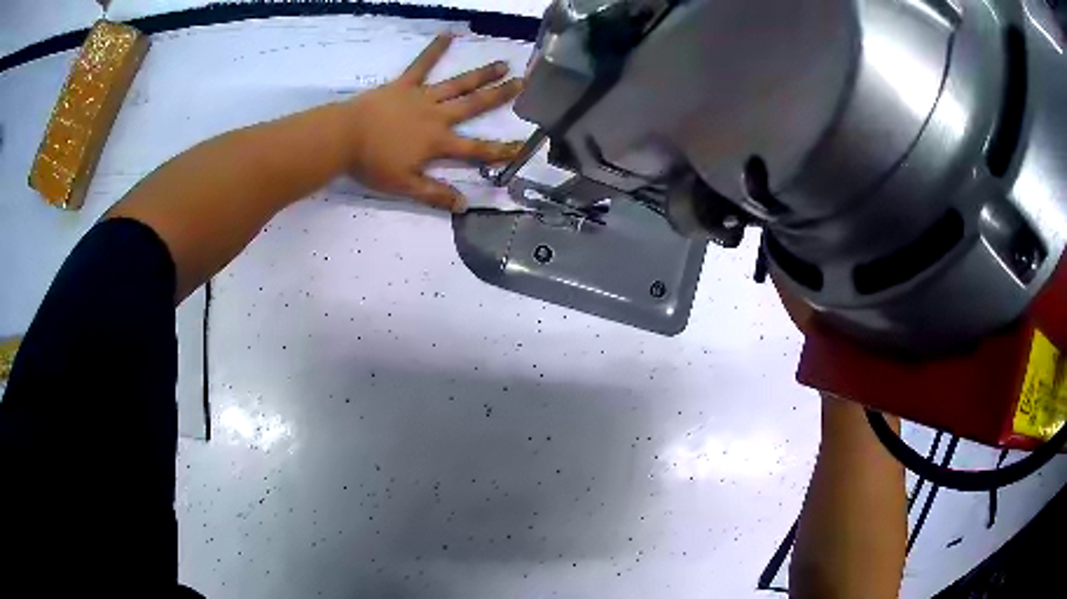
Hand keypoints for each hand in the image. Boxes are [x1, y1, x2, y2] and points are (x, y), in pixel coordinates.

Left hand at [341, 34, 523, 211]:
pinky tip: (447, 34)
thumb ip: (435, 194)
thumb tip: (464, 205)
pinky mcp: (404, 84)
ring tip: (501, 64)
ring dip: (481, 74)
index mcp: (438, 142)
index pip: (475, 149)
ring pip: (457, 84)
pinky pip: (421, 65)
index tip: (522, 146)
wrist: (344, 137)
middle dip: (500, 96)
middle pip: (474, 105)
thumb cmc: (372, 164)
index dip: (500, 150)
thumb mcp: (404, 186)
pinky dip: (434, 50)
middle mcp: (437, 116)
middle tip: (522, 84)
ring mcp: (421, 97)